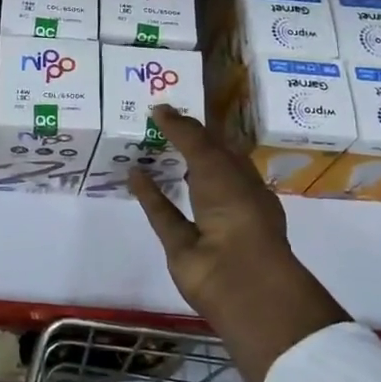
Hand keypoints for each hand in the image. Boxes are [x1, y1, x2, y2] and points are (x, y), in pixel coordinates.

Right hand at [130, 105, 347, 381]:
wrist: (235, 275)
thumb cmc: (238, 208)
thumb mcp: (214, 162)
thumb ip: (187, 135)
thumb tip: (160, 107)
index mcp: (247, 179)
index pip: (225, 147)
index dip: (203, 128)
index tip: (177, 107)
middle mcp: (229, 200)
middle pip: (203, 167)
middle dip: (183, 146)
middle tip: (154, 120)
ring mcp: (205, 224)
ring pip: (182, 190)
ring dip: (165, 170)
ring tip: (140, 142)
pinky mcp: (181, 244)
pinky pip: (163, 214)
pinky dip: (148, 195)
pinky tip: (133, 172)